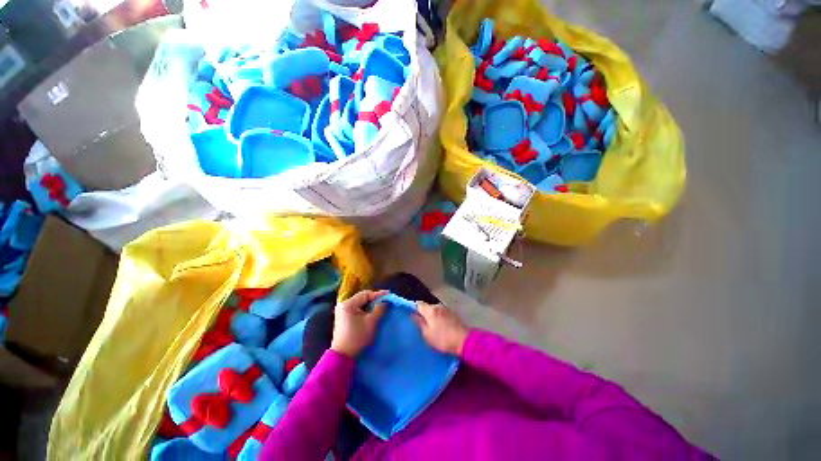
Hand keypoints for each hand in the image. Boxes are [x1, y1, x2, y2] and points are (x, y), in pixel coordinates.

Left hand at [331, 290, 388, 357]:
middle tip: (385, 301)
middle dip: (374, 299)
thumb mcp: (371, 322)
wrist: (343, 356)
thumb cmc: (357, 337)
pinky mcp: (343, 317)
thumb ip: (379, 308)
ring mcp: (342, 311)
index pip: (366, 294)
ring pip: (360, 303)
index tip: (389, 294)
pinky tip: (371, 313)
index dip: (378, 294)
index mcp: (348, 304)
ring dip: (370, 305)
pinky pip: (356, 309)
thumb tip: (385, 300)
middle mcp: (343, 305)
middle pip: (362, 298)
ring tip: (380, 307)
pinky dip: (364, 310)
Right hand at [413, 302, 469, 355]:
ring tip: (431, 325)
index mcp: (430, 310)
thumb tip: (413, 314)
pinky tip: (440, 325)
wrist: (464, 341)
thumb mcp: (427, 334)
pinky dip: (439, 317)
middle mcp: (438, 306)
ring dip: (432, 315)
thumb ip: (419, 323)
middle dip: (423, 313)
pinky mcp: (452, 313)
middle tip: (421, 323)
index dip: (414, 308)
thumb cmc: (443, 339)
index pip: (418, 304)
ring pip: (435, 309)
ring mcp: (446, 309)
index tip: (412, 315)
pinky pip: (441, 313)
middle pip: (427, 306)